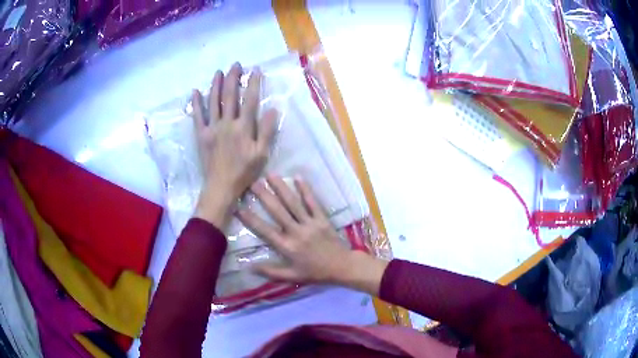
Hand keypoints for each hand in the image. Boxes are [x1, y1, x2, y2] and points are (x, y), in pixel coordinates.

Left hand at [194, 63, 277, 229]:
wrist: (221, 187)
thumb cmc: (244, 172)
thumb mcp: (261, 154)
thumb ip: (267, 131)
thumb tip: (273, 109)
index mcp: (243, 128)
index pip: (250, 100)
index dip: (253, 84)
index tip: (256, 70)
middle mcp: (227, 123)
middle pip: (230, 96)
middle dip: (233, 78)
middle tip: (236, 64)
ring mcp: (212, 128)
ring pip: (213, 102)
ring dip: (215, 85)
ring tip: (218, 72)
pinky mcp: (201, 135)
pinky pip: (197, 116)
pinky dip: (196, 103)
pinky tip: (195, 91)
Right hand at [237, 176, 387, 293]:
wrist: (342, 267)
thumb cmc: (315, 272)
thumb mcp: (292, 277)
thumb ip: (271, 271)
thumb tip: (249, 267)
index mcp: (287, 246)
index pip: (265, 230)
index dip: (251, 219)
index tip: (238, 207)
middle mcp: (297, 232)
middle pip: (278, 211)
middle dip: (264, 196)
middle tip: (252, 182)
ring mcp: (310, 223)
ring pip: (293, 203)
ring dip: (281, 188)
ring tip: (270, 175)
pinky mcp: (322, 218)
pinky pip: (313, 202)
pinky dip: (305, 190)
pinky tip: (298, 177)